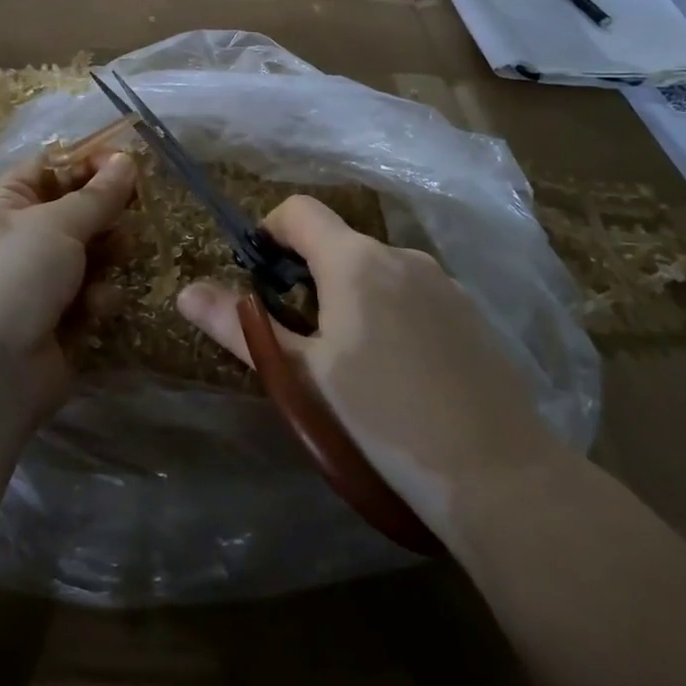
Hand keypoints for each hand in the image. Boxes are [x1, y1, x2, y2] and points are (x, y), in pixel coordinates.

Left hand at [0, 150, 136, 437]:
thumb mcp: (56, 225)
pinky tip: (95, 309)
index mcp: (8, 202)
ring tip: (118, 257)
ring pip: (91, 252)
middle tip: (133, 212)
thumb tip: (126, 160)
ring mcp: (41, 281)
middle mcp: (23, 237)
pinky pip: (92, 294)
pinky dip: (97, 298)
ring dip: (108, 254)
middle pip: (78, 209)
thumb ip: (98, 194)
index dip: (90, 162)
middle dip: (107, 212)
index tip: (129, 165)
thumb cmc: (13, 278)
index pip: (53, 166)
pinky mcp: (60, 320)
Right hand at [177, 195, 562, 539]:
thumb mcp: (302, 376)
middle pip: (338, 244)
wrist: (499, 474)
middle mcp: (401, 256)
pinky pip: (413, 295)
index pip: (299, 211)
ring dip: (351, 298)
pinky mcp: (471, 313)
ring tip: (352, 367)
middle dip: (309, 278)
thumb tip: (186, 292)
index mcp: (355, 261)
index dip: (269, 232)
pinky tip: (402, 375)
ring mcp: (444, 282)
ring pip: (377, 272)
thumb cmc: (383, 419)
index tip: (260, 279)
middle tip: (302, 342)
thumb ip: (241, 328)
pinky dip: (391, 314)